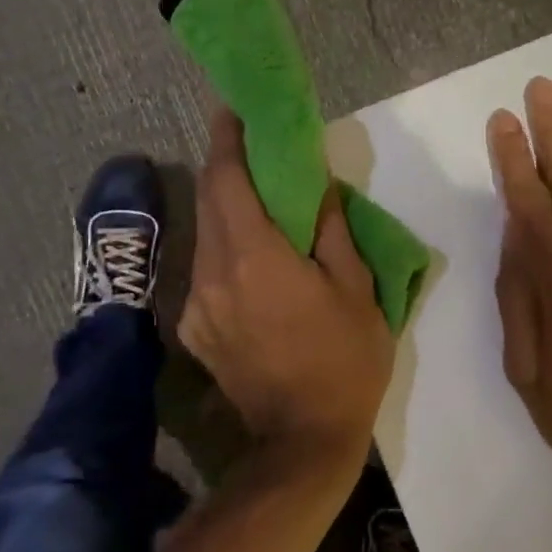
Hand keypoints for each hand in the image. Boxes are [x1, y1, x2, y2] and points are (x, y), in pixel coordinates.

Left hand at [180, 108, 395, 468]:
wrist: (302, 442)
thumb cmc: (343, 361)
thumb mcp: (356, 290)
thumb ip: (331, 231)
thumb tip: (315, 187)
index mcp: (255, 256)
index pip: (226, 179)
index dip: (227, 139)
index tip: (232, 109)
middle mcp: (213, 272)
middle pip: (208, 200)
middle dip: (224, 166)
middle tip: (251, 146)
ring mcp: (197, 304)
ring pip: (205, 234)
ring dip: (225, 208)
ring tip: (257, 200)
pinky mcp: (195, 330)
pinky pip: (205, 271)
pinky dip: (224, 248)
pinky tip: (250, 258)